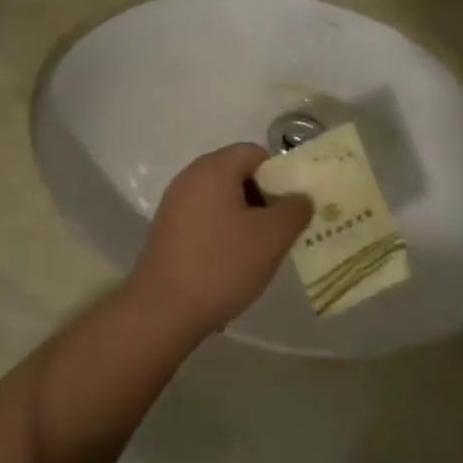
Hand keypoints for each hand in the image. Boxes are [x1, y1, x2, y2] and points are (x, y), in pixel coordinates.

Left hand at [132, 144, 312, 337]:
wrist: (163, 309)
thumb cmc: (222, 264)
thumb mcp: (272, 237)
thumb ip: (294, 209)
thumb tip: (300, 197)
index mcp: (214, 168)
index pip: (255, 153)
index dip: (279, 175)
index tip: (290, 208)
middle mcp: (190, 177)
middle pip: (237, 173)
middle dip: (263, 197)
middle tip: (280, 230)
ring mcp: (174, 203)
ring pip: (221, 198)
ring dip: (244, 217)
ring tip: (258, 250)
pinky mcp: (166, 229)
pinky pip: (204, 217)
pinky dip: (222, 231)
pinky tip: (230, 262)